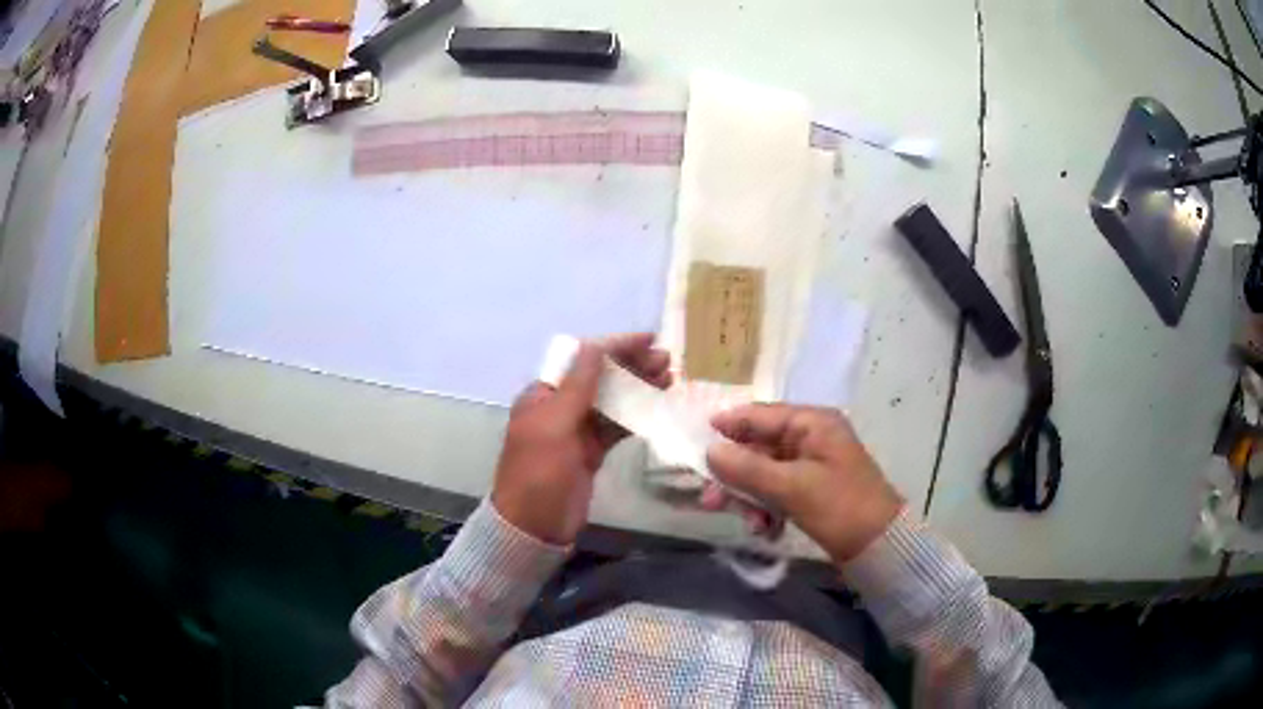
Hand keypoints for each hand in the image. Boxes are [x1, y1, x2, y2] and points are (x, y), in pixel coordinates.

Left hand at [492, 333, 671, 544]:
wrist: (534, 526)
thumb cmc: (539, 473)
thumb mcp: (554, 426)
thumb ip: (577, 386)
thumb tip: (595, 345)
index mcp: (544, 394)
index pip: (583, 360)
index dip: (616, 347)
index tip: (650, 340)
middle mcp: (560, 406)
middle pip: (601, 378)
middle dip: (632, 366)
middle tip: (668, 363)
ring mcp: (577, 430)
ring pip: (612, 401)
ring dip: (639, 389)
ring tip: (670, 381)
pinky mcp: (592, 452)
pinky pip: (616, 426)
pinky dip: (636, 416)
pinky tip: (658, 408)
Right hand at [703, 404, 903, 561]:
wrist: (879, 545)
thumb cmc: (840, 507)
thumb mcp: (791, 487)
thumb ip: (747, 468)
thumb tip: (709, 451)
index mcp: (812, 423)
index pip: (759, 415)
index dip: (726, 426)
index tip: (695, 443)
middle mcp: (810, 437)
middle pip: (758, 447)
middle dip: (735, 476)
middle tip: (709, 500)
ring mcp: (811, 464)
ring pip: (764, 473)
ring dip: (751, 498)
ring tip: (750, 524)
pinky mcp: (811, 489)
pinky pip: (777, 491)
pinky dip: (768, 509)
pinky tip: (767, 530)